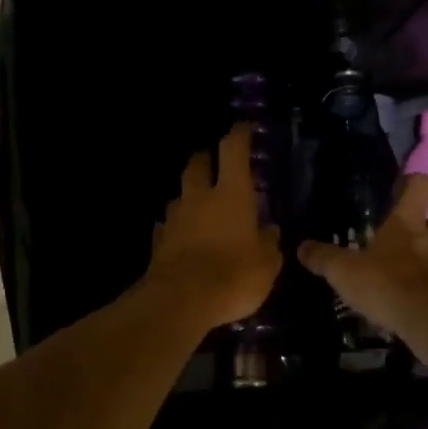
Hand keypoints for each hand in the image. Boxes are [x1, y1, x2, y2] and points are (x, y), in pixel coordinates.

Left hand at [144, 124, 282, 332]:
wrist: (181, 301)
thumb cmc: (234, 275)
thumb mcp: (267, 264)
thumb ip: (269, 244)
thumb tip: (269, 231)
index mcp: (231, 194)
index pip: (233, 150)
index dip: (238, 135)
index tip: (243, 127)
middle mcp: (200, 198)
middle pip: (196, 165)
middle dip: (204, 159)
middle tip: (212, 161)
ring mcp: (175, 219)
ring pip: (179, 195)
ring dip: (189, 196)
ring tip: (199, 206)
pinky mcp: (158, 242)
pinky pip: (167, 226)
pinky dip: (175, 227)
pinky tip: (181, 237)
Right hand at [298, 174, 427, 370]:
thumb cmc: (388, 285)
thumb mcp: (345, 272)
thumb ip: (324, 259)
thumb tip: (302, 247)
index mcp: (406, 224)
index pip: (419, 186)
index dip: (412, 183)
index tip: (403, 188)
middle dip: (426, 229)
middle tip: (408, 242)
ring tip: (417, 277)